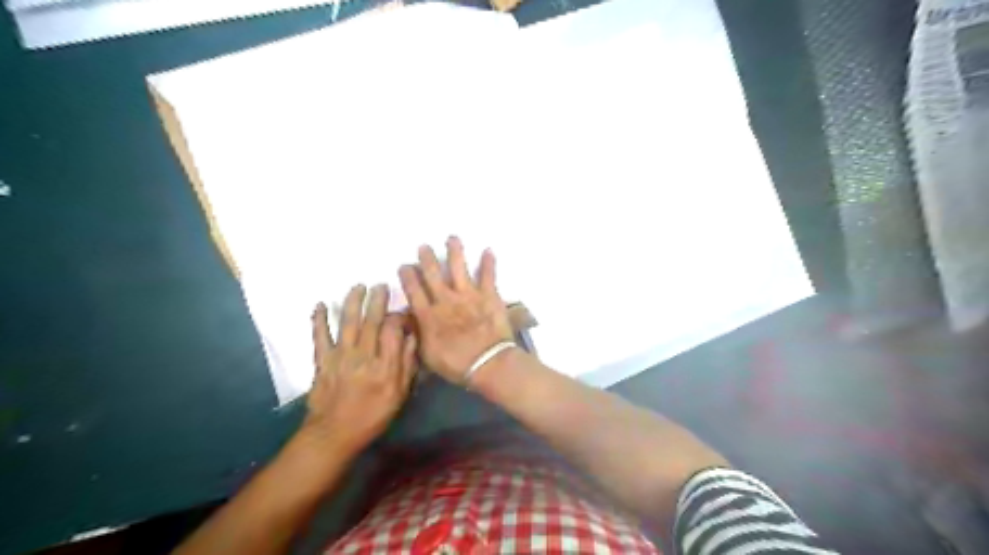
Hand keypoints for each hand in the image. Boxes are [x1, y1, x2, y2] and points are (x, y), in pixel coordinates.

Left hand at [308, 283, 418, 453]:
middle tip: (381, 285)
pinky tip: (319, 305)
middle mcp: (363, 356)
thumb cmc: (372, 416)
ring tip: (359, 287)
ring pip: (347, 323)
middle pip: (371, 321)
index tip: (402, 310)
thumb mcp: (399, 395)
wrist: (334, 434)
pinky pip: (320, 337)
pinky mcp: (322, 361)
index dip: (398, 316)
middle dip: (377, 301)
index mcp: (384, 365)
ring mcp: (340, 356)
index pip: (392, 330)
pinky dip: (318, 320)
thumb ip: (406, 364)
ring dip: (352, 302)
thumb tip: (410, 338)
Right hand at [396, 236, 513, 384]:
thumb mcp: (427, 355)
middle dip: (426, 258)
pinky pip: (488, 275)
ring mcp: (468, 295)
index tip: (405, 265)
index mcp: (429, 314)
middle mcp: (446, 300)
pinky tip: (489, 250)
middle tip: (424, 247)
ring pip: (458, 267)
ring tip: (452, 238)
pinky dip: (488, 263)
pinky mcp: (488, 295)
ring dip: (455, 251)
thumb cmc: (456, 364)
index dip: (408, 276)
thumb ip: (416, 334)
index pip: (414, 290)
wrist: (488, 363)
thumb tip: (406, 319)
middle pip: (432, 274)